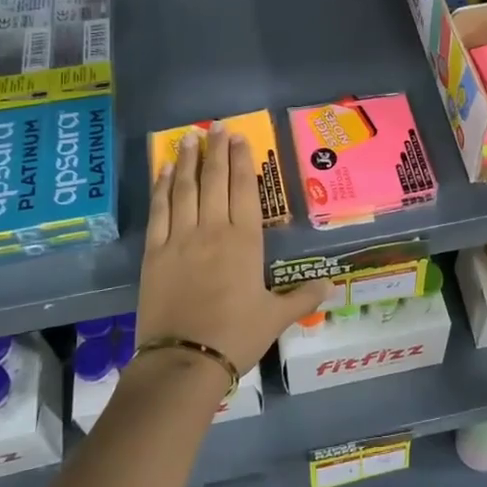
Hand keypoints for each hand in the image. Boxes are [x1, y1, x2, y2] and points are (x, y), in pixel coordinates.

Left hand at [136, 124, 326, 374]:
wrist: (185, 360)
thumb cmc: (236, 336)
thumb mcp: (275, 318)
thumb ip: (302, 298)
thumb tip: (332, 285)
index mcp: (245, 241)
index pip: (243, 189)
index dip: (241, 160)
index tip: (239, 137)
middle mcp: (213, 230)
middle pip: (214, 180)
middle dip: (215, 150)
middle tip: (215, 126)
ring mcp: (180, 238)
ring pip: (185, 188)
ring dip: (188, 160)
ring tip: (189, 137)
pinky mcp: (155, 252)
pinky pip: (159, 211)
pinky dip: (162, 187)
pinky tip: (164, 170)